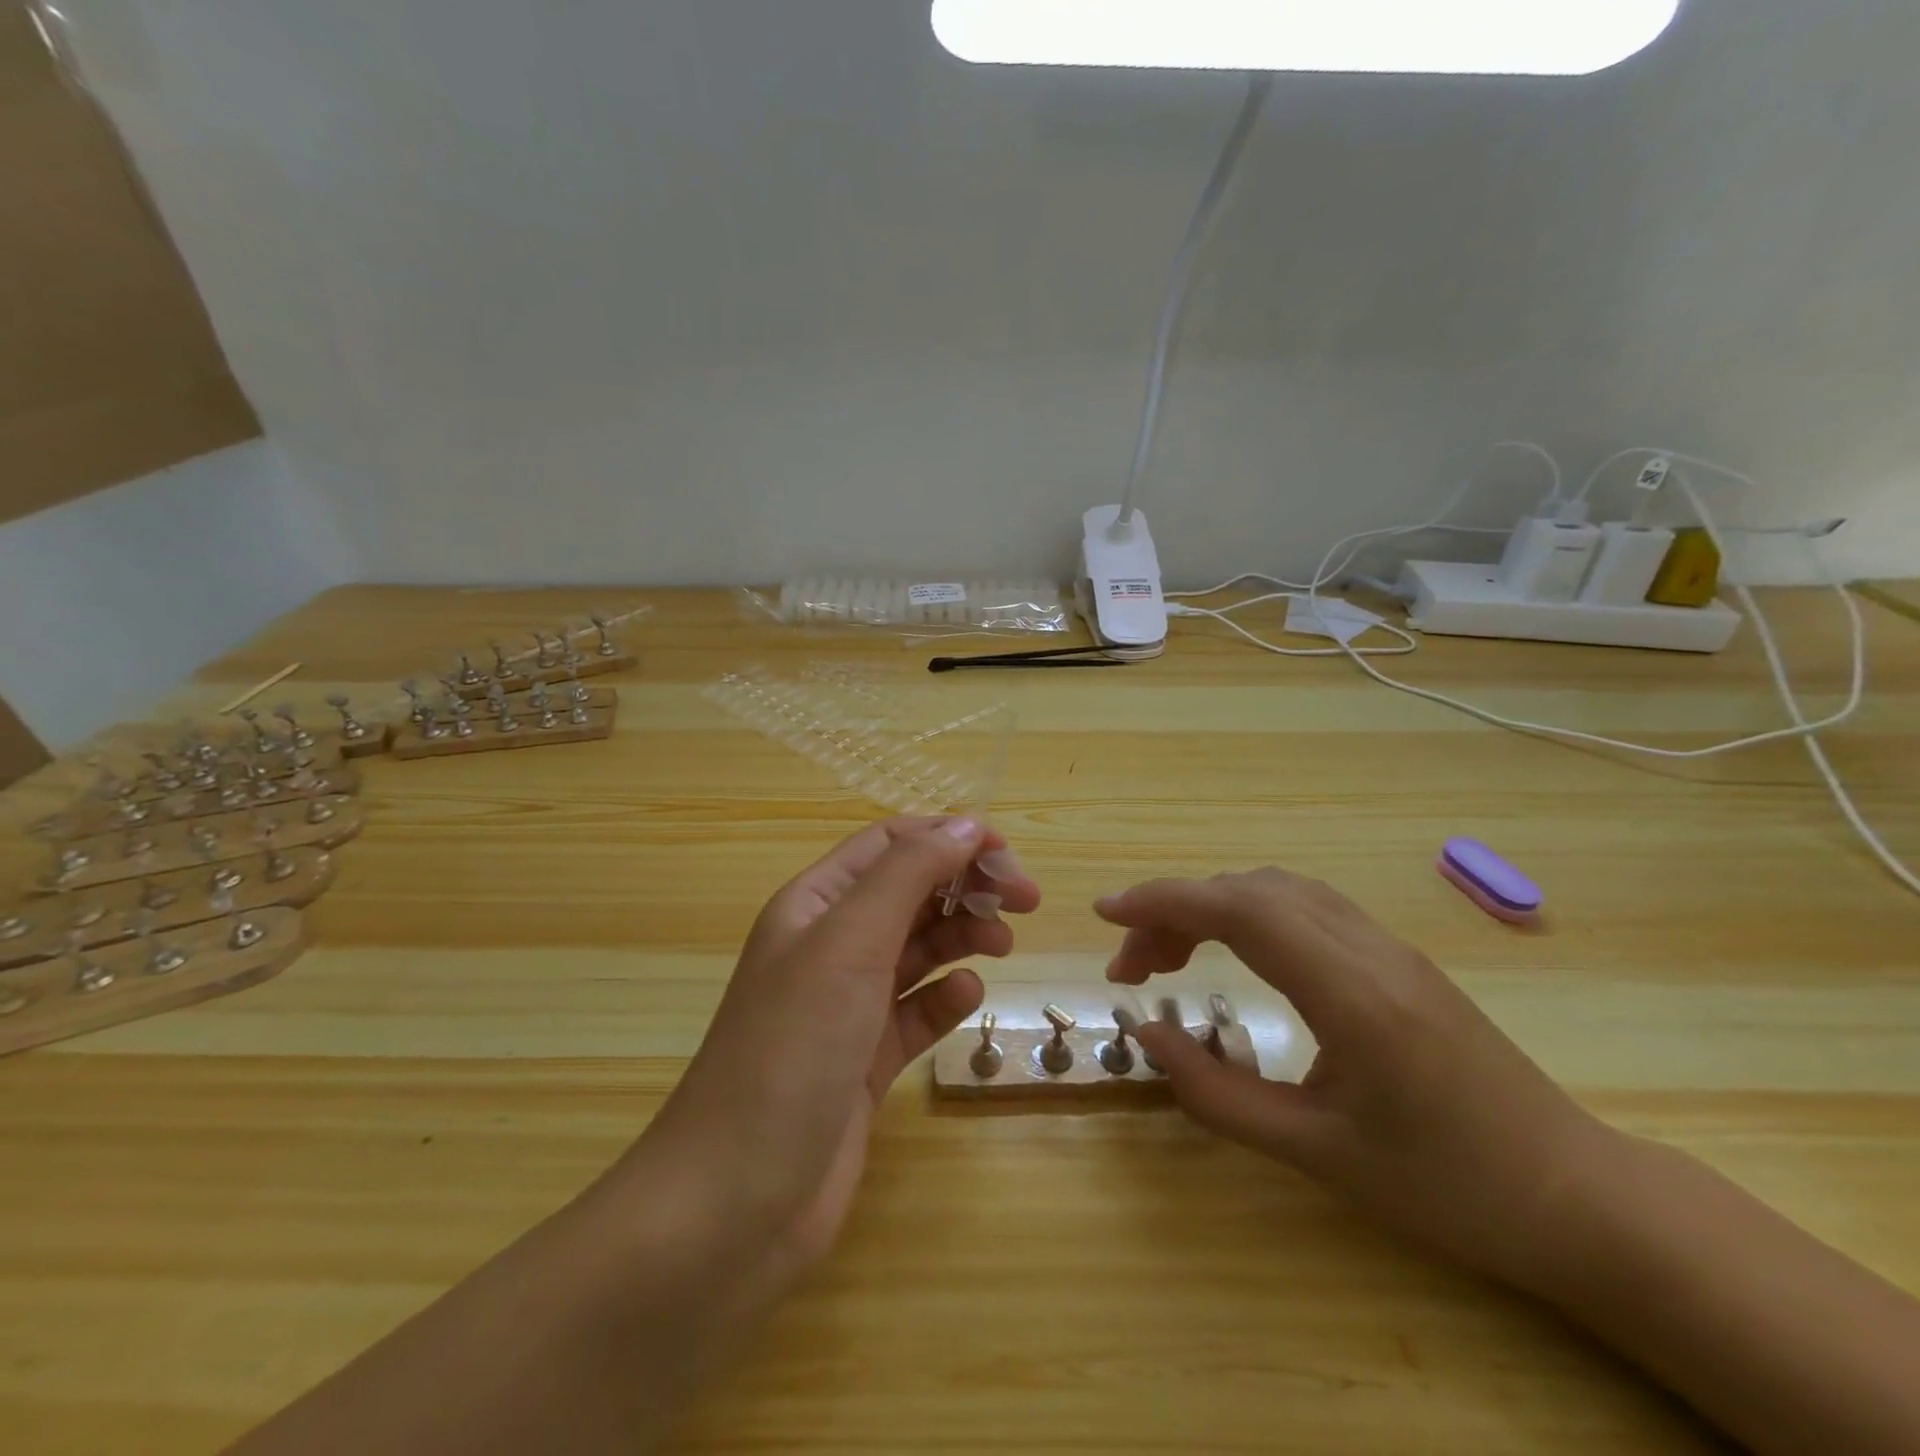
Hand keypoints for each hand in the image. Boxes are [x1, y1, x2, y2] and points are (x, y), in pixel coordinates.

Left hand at [628, 817, 1039, 1293]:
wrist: (735, 1203)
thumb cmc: (792, 1049)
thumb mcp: (849, 943)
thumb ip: (907, 875)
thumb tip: (963, 824)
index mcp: (814, 905)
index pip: (890, 845)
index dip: (948, 838)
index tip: (1007, 857)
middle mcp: (829, 947)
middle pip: (909, 892)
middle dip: (965, 886)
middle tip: (1025, 902)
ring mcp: (846, 1006)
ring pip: (917, 949)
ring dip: (961, 936)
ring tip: (1003, 946)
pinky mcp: (864, 1061)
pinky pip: (915, 1010)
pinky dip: (944, 996)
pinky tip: (965, 996)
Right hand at [1098, 868, 1611, 1290]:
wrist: (1578, 1197)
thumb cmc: (1449, 1189)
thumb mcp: (1319, 1155)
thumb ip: (1218, 1094)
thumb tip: (1149, 1036)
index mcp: (1352, 994)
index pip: (1240, 909)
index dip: (1163, 899)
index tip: (1105, 913)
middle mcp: (1369, 950)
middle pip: (1249, 891)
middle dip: (1174, 910)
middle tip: (1132, 967)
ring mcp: (1388, 946)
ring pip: (1277, 891)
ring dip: (1211, 908)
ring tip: (1171, 958)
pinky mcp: (1397, 958)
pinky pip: (1304, 907)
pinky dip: (1247, 914)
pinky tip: (1234, 955)